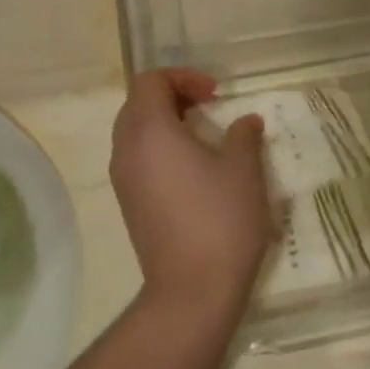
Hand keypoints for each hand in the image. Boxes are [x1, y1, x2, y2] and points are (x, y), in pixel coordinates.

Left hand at [110, 69, 271, 322]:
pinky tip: (195, 170)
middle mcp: (126, 150)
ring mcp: (123, 180)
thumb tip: (245, 122)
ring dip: (167, 123)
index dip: (184, 77)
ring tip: (205, 137)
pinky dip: (162, 149)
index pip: (150, 81)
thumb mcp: (244, 170)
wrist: (193, 290)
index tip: (216, 95)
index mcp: (149, 131)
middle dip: (173, 96)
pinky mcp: (129, 204)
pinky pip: (138, 159)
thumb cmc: (221, 220)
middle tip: (209, 108)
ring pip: (136, 132)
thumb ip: (244, 136)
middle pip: (138, 103)